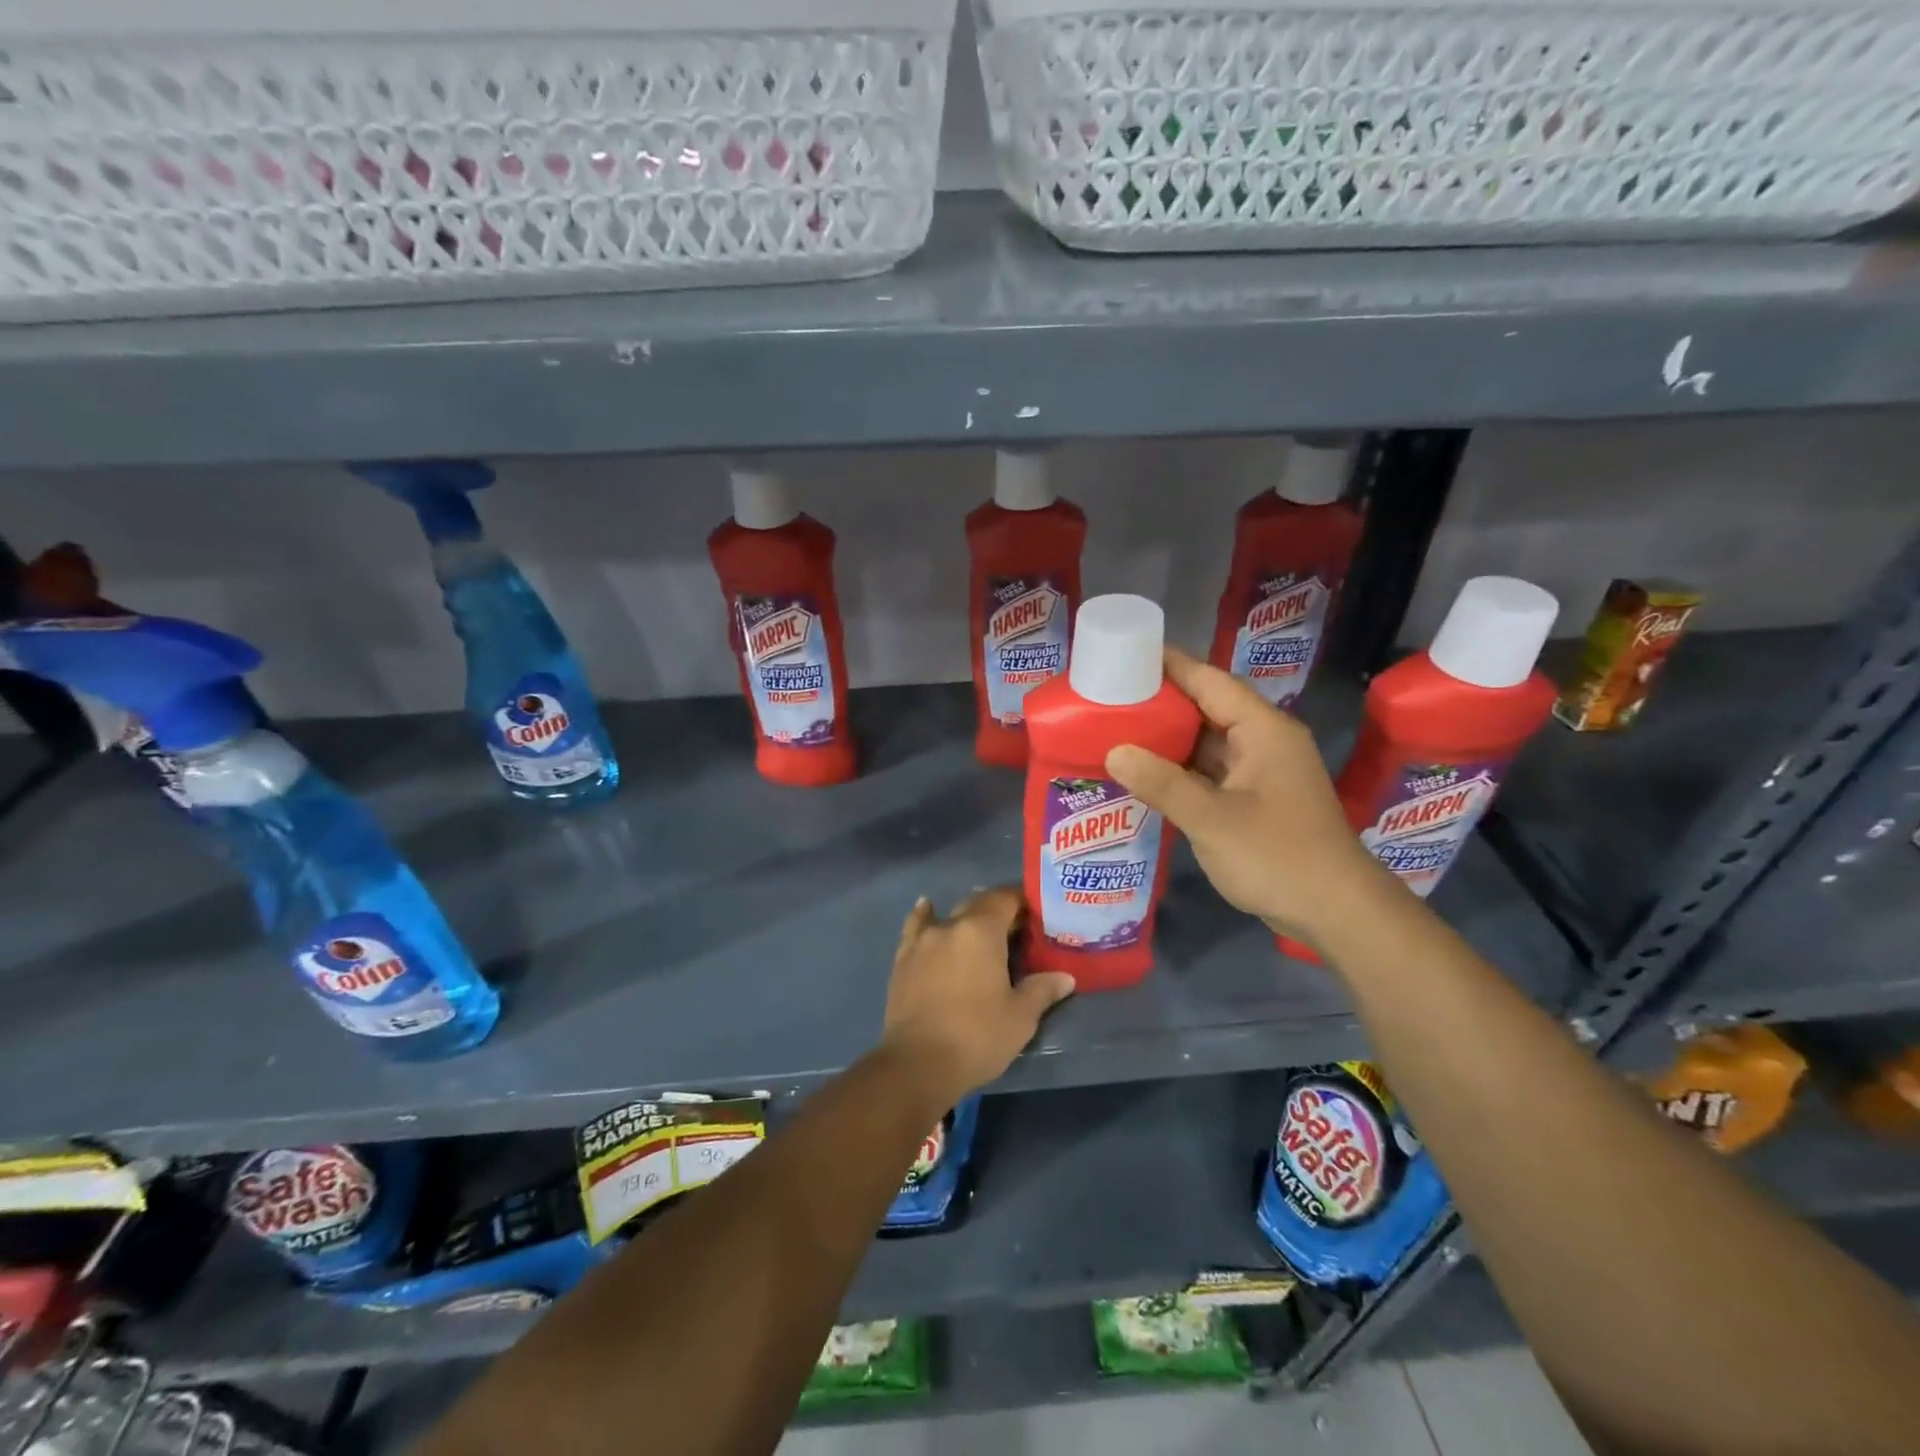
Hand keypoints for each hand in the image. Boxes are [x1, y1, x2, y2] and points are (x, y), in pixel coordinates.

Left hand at [880, 887, 1074, 1106]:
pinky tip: (926, 908)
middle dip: (998, 910)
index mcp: (982, 931)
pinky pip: (916, 926)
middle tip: (1017, 929)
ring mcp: (923, 940)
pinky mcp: (903, 958)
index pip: (1005, 898)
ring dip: (967, 917)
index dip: (1023, 899)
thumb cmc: (977, 1037)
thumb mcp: (1021, 1017)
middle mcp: (950, 925)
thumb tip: (1065, 977)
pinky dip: (925, 916)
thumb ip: (1042, 990)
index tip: (1038, 911)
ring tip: (980, 926)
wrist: (917, 1064)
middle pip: (978, 904)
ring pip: (949, 915)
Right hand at [1106, 649, 1393, 945]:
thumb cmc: (1279, 857)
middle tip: (1109, 696)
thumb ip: (1162, 784)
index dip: (1170, 665)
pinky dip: (1180, 769)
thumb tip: (1114, 752)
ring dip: (1169, 738)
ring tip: (1117, 728)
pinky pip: (1211, 770)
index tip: (1126, 654)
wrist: (1337, 913)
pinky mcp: (1256, 799)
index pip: (1210, 680)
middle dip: (1162, 701)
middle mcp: (1264, 741)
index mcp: (1263, 730)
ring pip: (1208, 741)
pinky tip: (1145, 772)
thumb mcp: (1212, 820)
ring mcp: (1261, 771)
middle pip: (1208, 707)